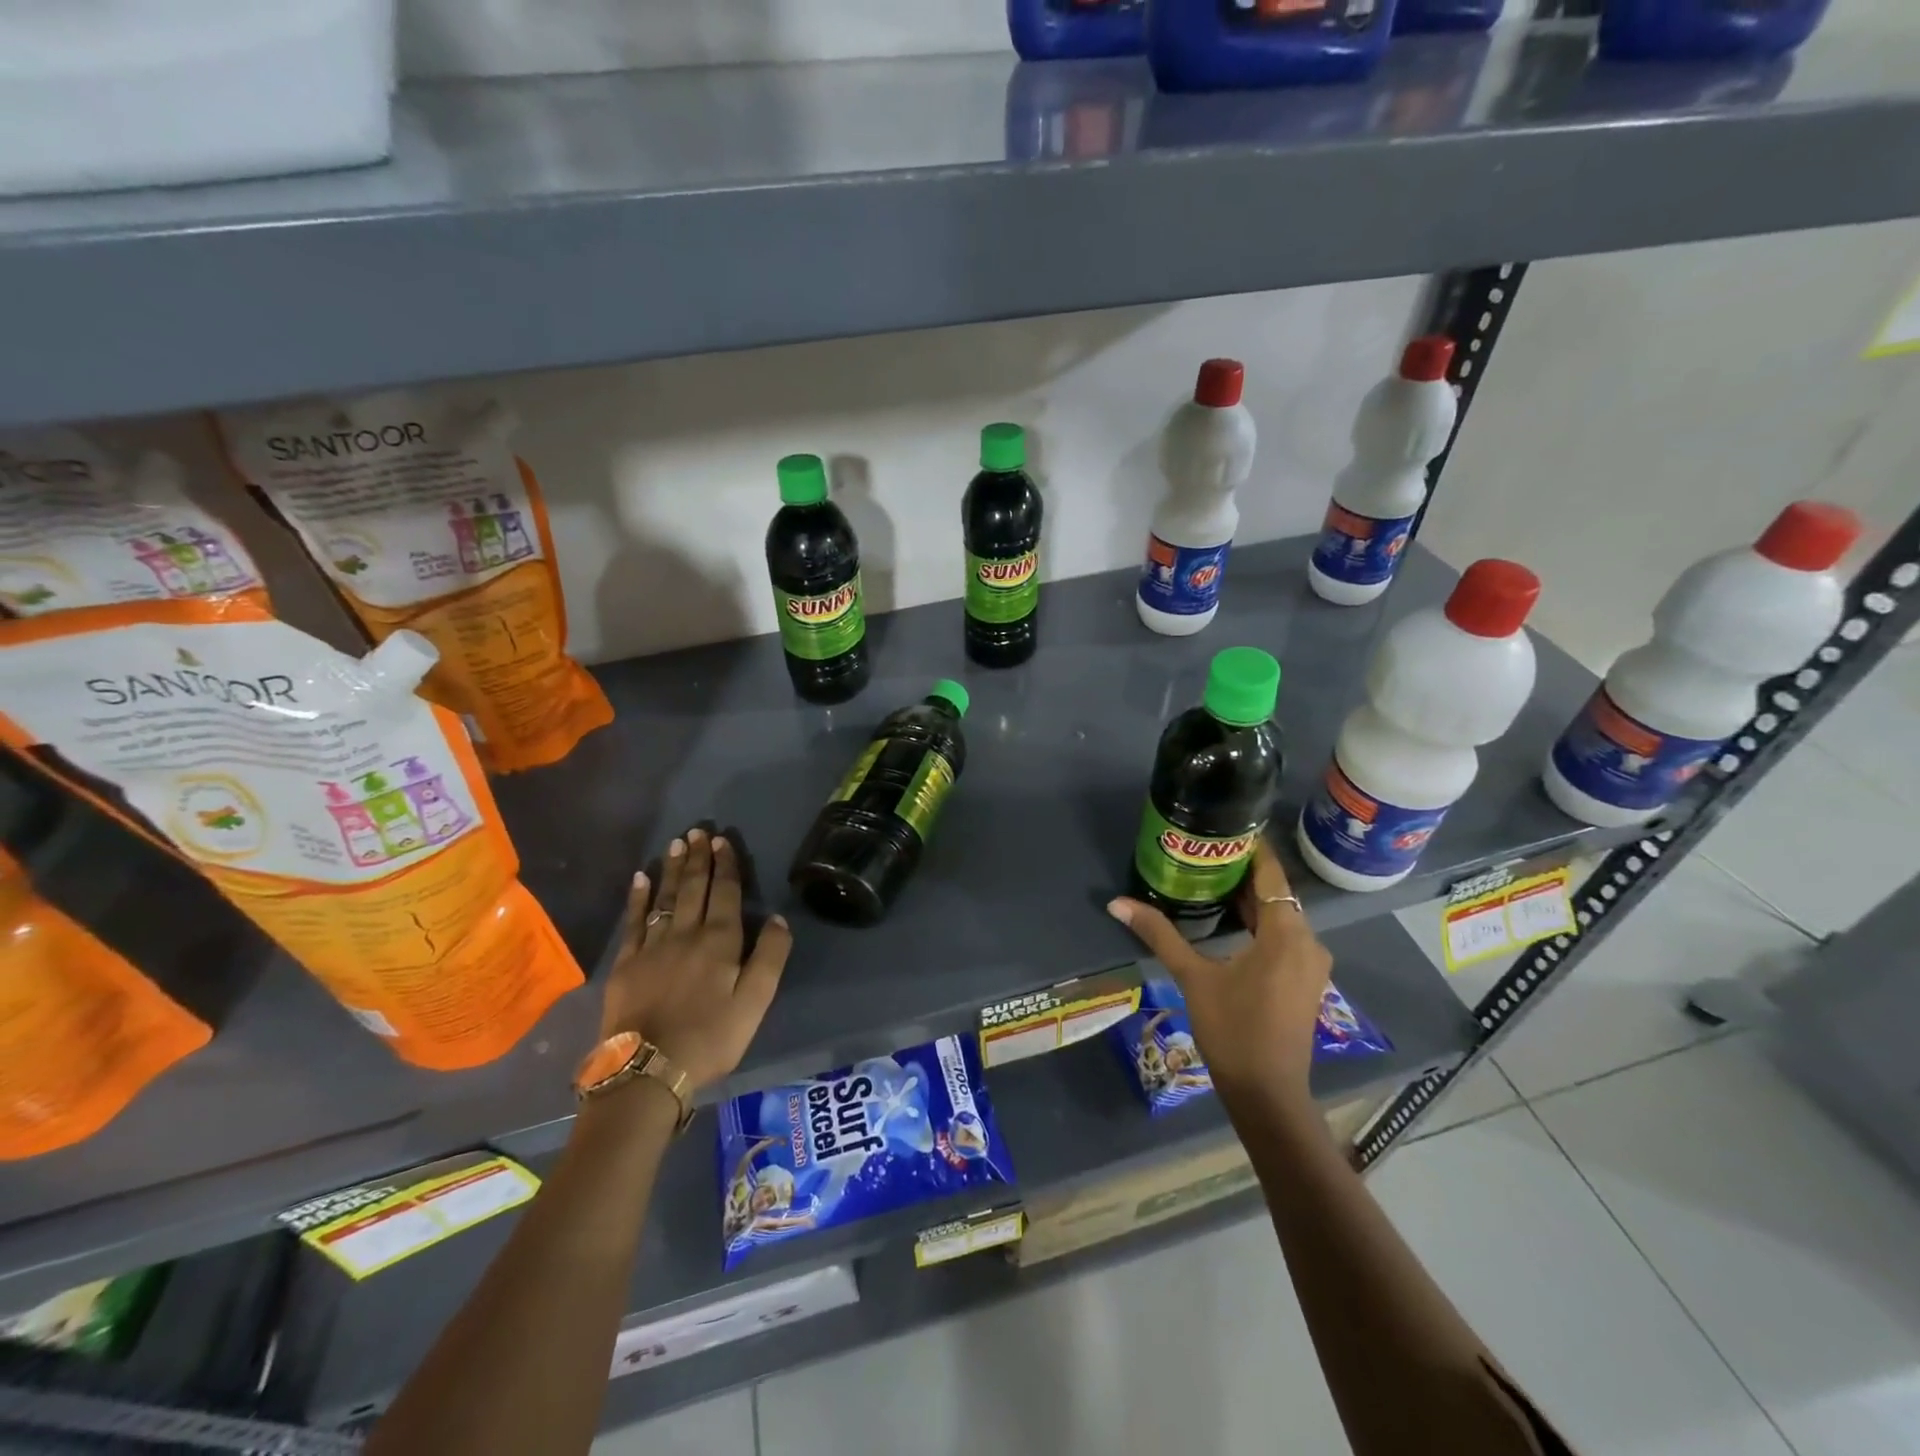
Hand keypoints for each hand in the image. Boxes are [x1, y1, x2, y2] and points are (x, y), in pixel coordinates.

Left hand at [599, 828, 793, 1093]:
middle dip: (698, 858)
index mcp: (720, 942)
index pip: (725, 893)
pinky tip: (640, 879)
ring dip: (672, 869)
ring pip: (665, 898)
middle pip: (694, 888)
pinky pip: (634, 921)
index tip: (724, 841)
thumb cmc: (710, 1038)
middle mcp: (686, 934)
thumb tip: (779, 919)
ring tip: (676, 844)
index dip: (726, 865)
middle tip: (698, 831)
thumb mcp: (755, 1002)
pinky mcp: (626, 963)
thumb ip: (770, 958)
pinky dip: (638, 898)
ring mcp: (652, 946)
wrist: (648, 1071)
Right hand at [1106, 841, 1330, 1102]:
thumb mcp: (1192, 977)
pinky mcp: (1305, 980)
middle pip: (1276, 894)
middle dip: (1243, 873)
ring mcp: (1310, 963)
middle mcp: (1308, 941)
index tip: (1226, 827)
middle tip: (1205, 852)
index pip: (1272, 874)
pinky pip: (1285, 936)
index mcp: (1287, 933)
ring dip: (1251, 900)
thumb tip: (1117, 903)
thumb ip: (1159, 934)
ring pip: (1281, 916)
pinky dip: (1260, 923)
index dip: (1252, 848)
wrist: (1267, 1093)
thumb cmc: (1232, 1029)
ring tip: (1211, 880)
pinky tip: (1230, 920)